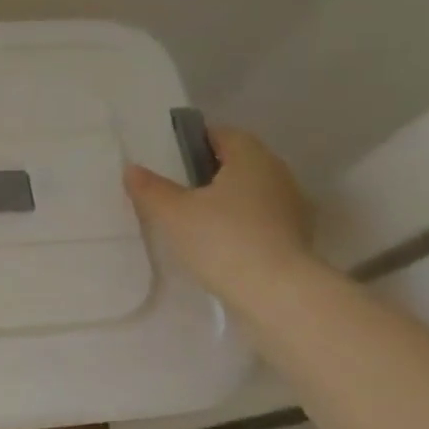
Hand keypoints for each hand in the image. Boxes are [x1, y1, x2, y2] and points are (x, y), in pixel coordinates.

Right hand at [125, 127, 314, 300]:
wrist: (278, 294)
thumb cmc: (222, 239)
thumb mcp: (173, 213)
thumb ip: (151, 188)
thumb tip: (132, 169)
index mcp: (251, 158)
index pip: (224, 134)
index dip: (196, 140)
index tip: (172, 157)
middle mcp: (278, 175)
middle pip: (240, 162)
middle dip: (211, 170)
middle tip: (177, 187)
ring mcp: (292, 207)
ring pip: (252, 191)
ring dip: (227, 199)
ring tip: (194, 217)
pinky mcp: (296, 238)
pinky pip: (261, 218)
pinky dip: (240, 223)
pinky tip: (218, 242)